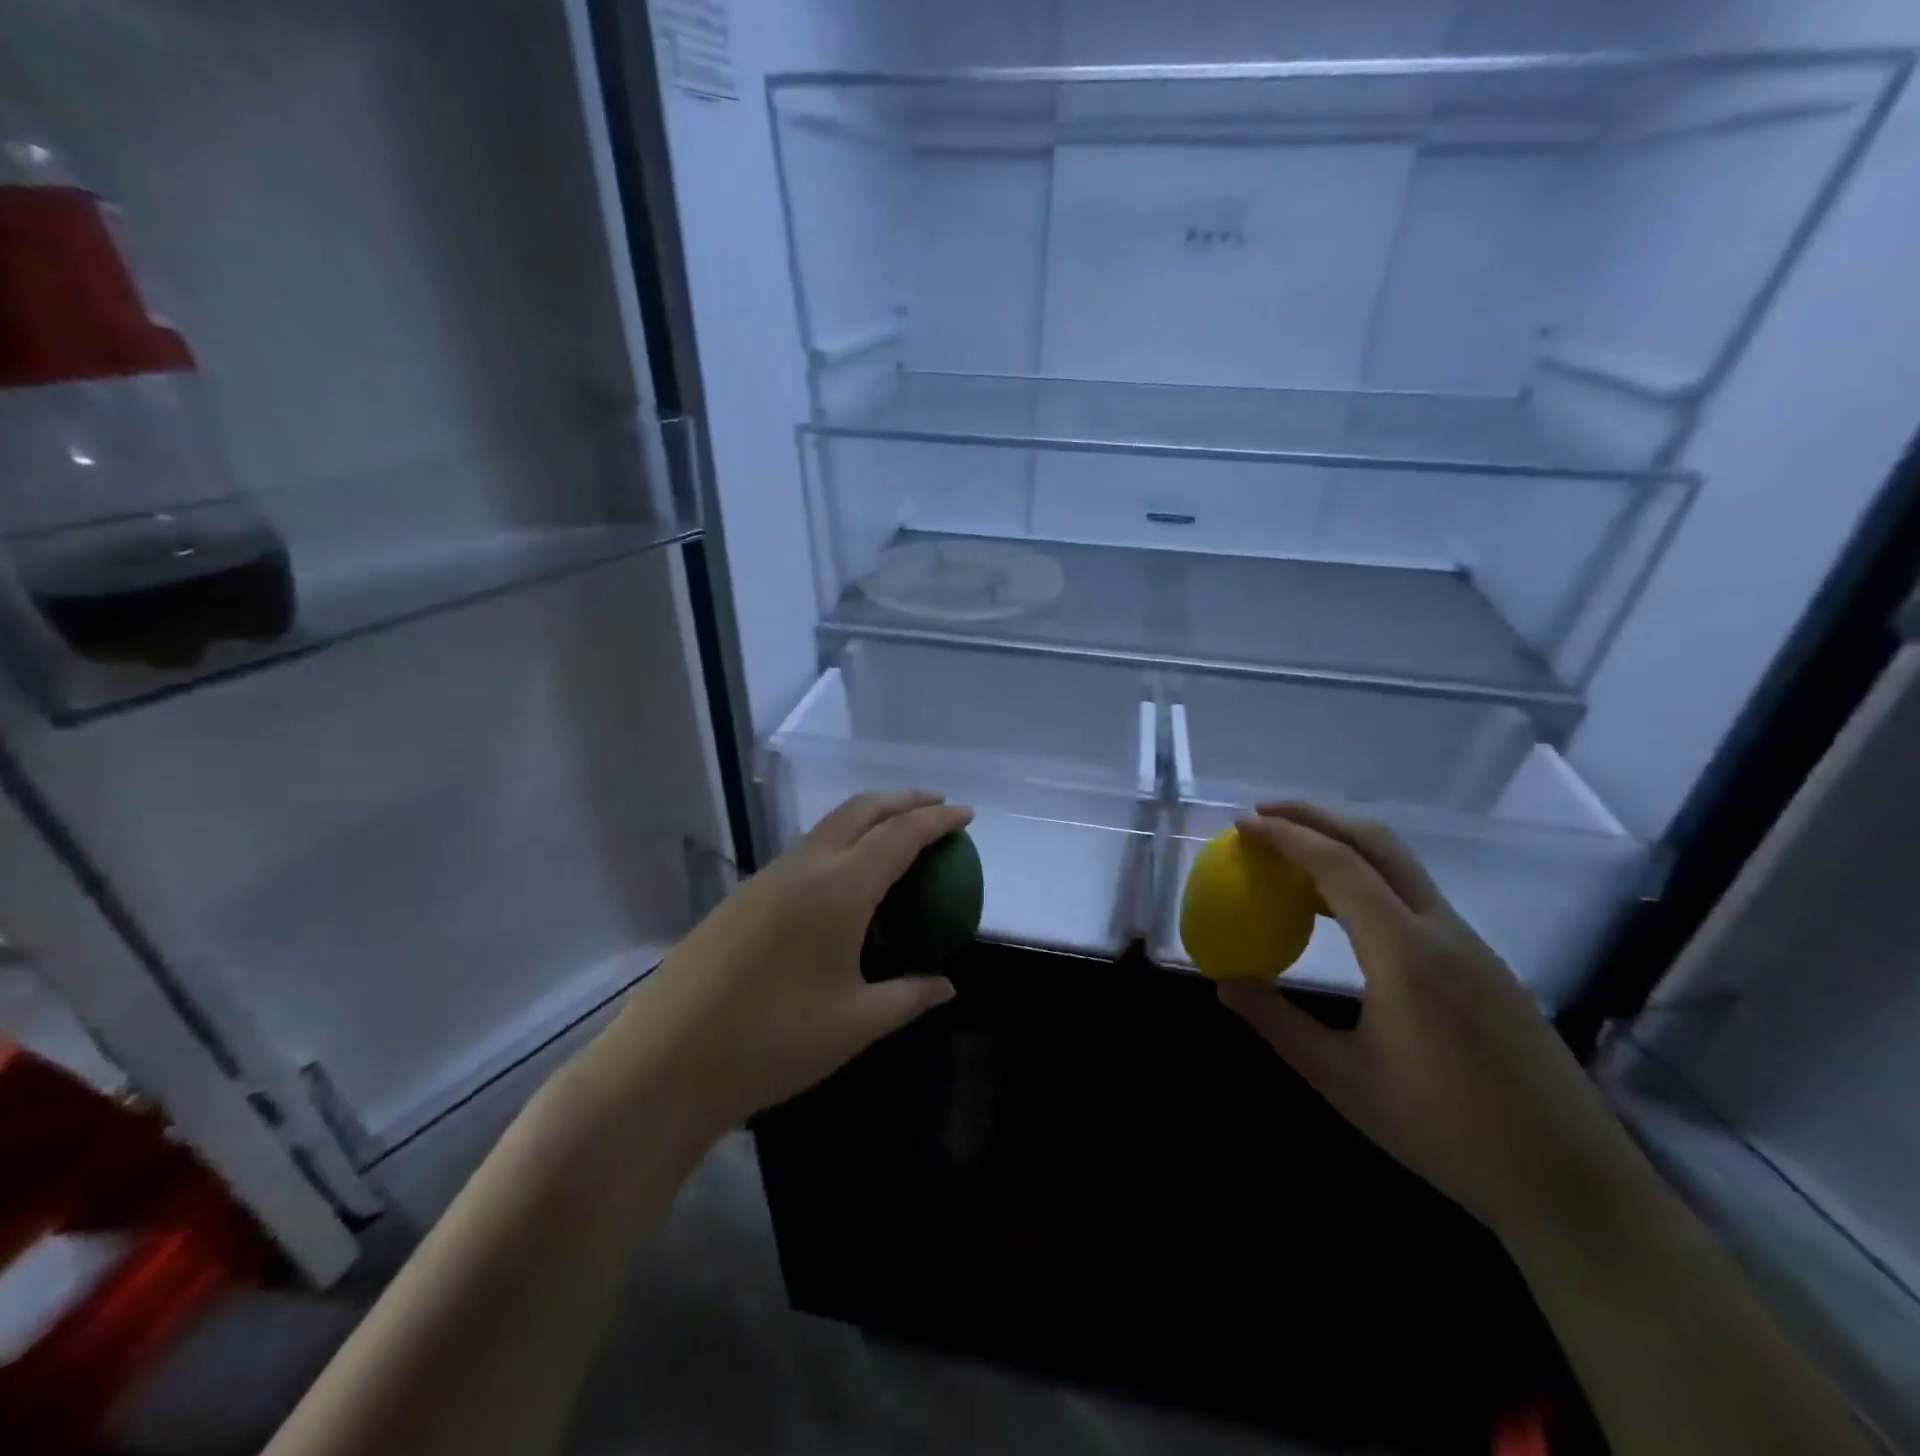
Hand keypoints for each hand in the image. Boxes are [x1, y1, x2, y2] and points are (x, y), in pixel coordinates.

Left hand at [620, 790, 971, 1132]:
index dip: (937, 820)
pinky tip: (843, 879)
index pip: (901, 836)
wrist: (666, 1062)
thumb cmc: (772, 1042)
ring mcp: (768, 877)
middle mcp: (804, 867)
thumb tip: (946, 986)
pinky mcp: (743, 895)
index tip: (966, 815)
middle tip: (936, 807)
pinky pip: (804, 851)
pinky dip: (838, 844)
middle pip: (861, 811)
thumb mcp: (855, 1023)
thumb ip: (908, 997)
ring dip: (868, 818)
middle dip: (904, 800)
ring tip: (895, 835)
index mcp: (839, 890)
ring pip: (828, 827)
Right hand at [1217, 804, 1658, 1246]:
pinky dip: (1368, 877)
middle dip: (1316, 816)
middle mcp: (1441, 931)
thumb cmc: (1448, 1133)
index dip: (1286, 837)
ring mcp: (1470, 944)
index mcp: (1405, 953)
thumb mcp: (1345, 1080)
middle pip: (1377, 842)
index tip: (1242, 824)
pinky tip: (1341, 910)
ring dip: (1343, 844)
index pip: (1338, 866)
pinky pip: (1415, 896)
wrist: (1572, 1184)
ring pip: (1401, 865)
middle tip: (1264, 815)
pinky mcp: (1483, 963)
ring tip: (1291, 854)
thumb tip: (1225, 983)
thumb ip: (1279, 1024)